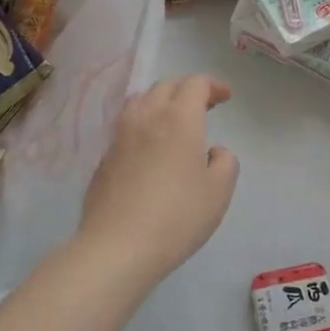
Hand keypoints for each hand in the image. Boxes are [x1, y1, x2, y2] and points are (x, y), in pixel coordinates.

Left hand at [78, 75, 239, 280]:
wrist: (118, 247)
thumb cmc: (178, 216)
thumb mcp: (219, 191)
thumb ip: (225, 162)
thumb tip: (213, 152)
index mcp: (179, 118)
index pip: (195, 84)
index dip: (213, 85)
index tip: (225, 97)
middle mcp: (146, 117)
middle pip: (166, 86)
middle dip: (187, 90)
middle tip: (204, 106)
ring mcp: (120, 136)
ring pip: (140, 101)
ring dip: (161, 102)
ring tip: (173, 121)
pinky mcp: (104, 158)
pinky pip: (126, 127)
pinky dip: (143, 125)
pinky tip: (150, 149)